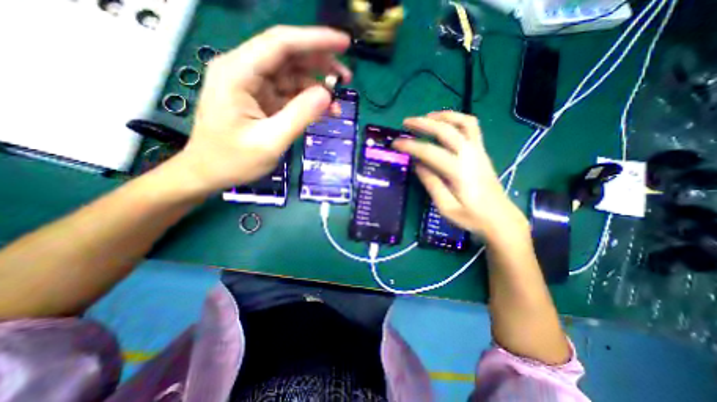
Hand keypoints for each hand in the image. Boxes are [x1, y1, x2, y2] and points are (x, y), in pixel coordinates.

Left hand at [175, 25, 351, 194]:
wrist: (209, 173)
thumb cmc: (233, 160)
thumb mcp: (270, 142)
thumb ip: (299, 116)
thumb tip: (328, 96)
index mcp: (239, 73)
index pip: (282, 44)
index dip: (316, 41)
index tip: (344, 43)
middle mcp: (245, 71)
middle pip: (289, 56)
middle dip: (320, 64)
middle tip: (346, 78)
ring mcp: (253, 86)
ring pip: (292, 76)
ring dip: (317, 87)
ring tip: (337, 103)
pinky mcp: (261, 100)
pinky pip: (289, 94)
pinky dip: (307, 101)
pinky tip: (323, 112)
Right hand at [392, 111, 525, 238]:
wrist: (500, 219)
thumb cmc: (471, 217)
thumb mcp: (445, 207)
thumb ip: (431, 183)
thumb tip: (417, 164)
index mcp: (458, 172)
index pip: (429, 152)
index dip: (410, 146)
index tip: (395, 143)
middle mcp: (470, 155)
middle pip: (446, 130)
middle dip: (423, 123)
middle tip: (406, 123)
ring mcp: (478, 151)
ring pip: (463, 122)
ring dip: (443, 116)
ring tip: (426, 117)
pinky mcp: (482, 152)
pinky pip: (472, 127)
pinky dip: (457, 120)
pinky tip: (445, 124)